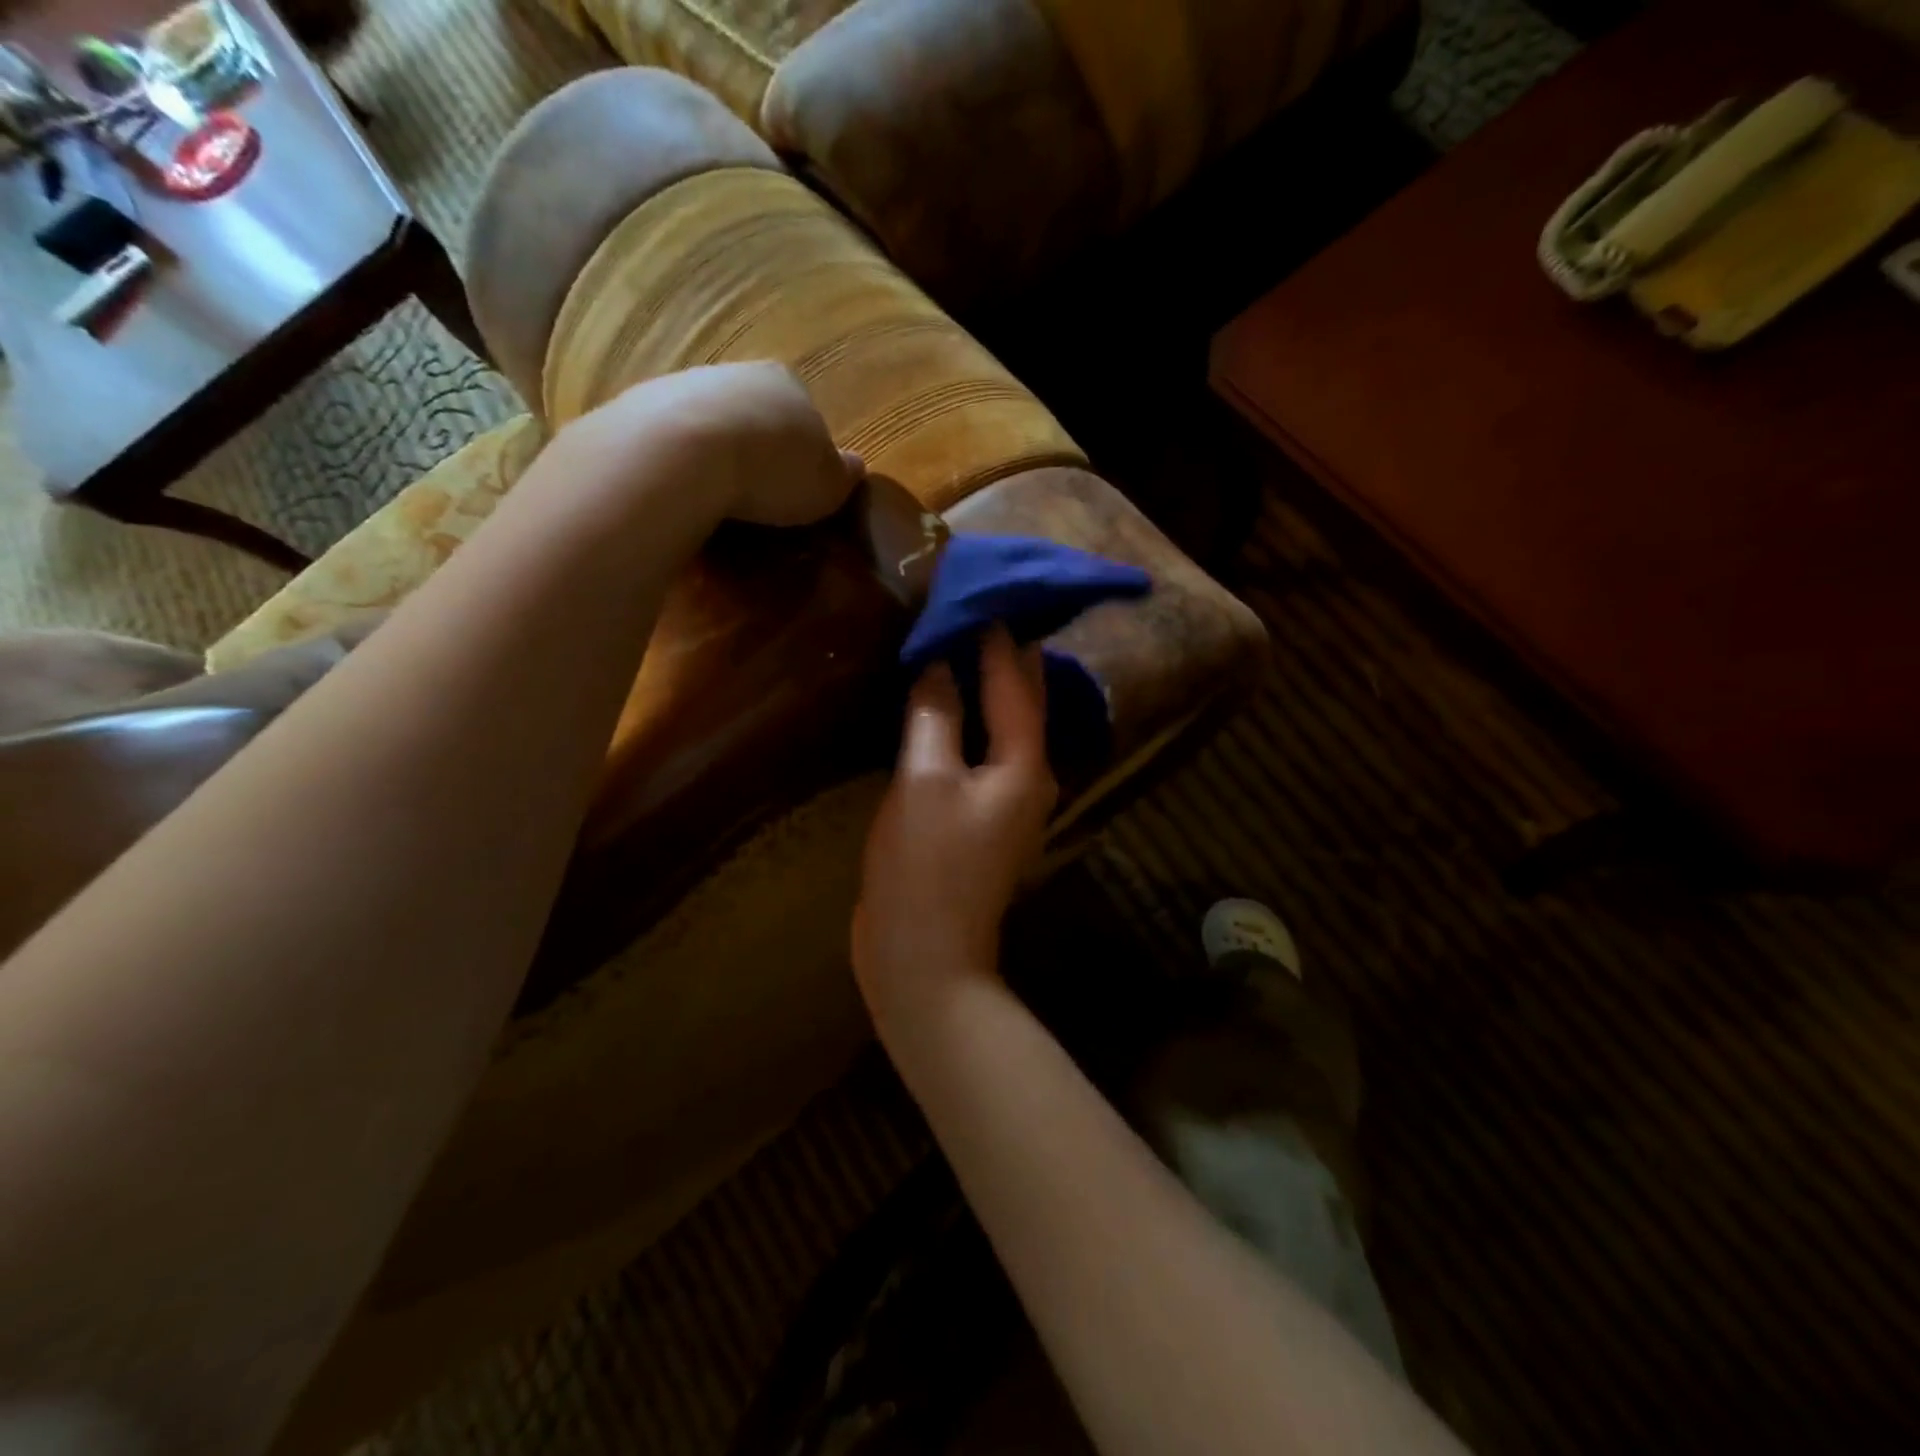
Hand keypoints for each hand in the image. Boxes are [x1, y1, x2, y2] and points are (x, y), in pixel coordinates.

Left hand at [581, 361, 863, 527]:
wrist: (680, 455)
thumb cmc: (772, 470)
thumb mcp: (827, 485)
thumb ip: (843, 474)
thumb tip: (855, 466)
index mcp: (787, 383)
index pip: (806, 415)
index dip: (805, 452)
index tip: (799, 487)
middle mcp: (736, 373)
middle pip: (754, 413)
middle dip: (757, 448)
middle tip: (758, 495)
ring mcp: (682, 384)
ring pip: (709, 423)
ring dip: (715, 454)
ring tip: (716, 499)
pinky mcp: (638, 407)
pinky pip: (671, 440)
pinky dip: (679, 462)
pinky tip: (682, 492)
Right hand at [853, 626, 1058, 1033]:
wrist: (923, 958)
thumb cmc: (925, 867)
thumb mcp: (924, 780)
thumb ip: (935, 715)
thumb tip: (938, 663)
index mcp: (1025, 764)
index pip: (1016, 681)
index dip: (998, 638)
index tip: (981, 594)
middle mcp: (1029, 778)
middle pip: (1022, 702)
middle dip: (1005, 657)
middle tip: (982, 610)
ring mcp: (1006, 803)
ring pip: (1003, 728)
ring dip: (986, 688)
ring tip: (963, 646)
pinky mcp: (980, 821)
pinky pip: (982, 754)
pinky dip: (968, 723)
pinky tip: (947, 708)